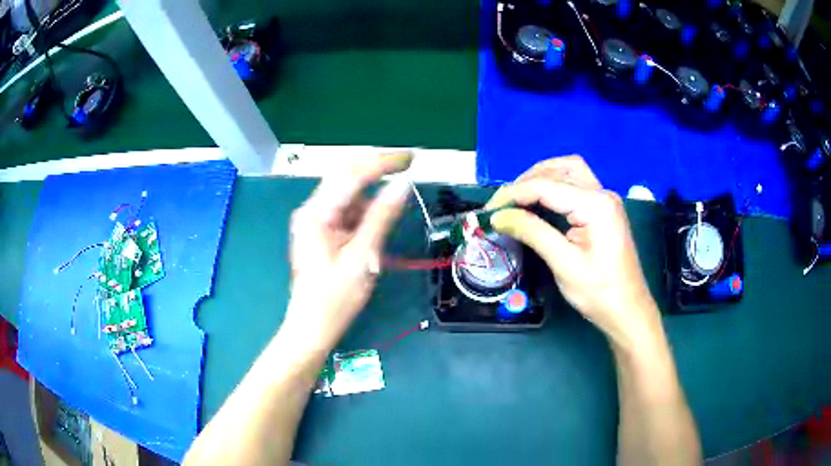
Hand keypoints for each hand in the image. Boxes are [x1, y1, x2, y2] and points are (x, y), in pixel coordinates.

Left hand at [282, 152, 412, 353]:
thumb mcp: (362, 257)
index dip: (383, 162)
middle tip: (407, 166)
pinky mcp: (321, 230)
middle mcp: (312, 209)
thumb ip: (382, 218)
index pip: (352, 175)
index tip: (411, 158)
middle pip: (346, 176)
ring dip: (371, 197)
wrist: (311, 326)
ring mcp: (315, 219)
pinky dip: (365, 213)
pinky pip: (347, 210)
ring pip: (348, 193)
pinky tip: (373, 230)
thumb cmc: (334, 299)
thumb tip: (403, 185)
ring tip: (387, 218)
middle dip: (377, 169)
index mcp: (316, 213)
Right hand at [487, 155, 661, 352]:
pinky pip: (576, 184)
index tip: (488, 211)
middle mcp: (602, 193)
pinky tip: (540, 202)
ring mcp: (605, 200)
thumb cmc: (599, 292)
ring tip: (518, 199)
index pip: (546, 186)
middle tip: (503, 205)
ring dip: (541, 178)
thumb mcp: (563, 264)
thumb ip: (532, 233)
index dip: (513, 194)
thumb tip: (498, 217)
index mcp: (595, 205)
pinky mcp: (603, 209)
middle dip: (526, 182)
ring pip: (569, 171)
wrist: (628, 310)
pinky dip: (553, 187)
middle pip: (559, 169)